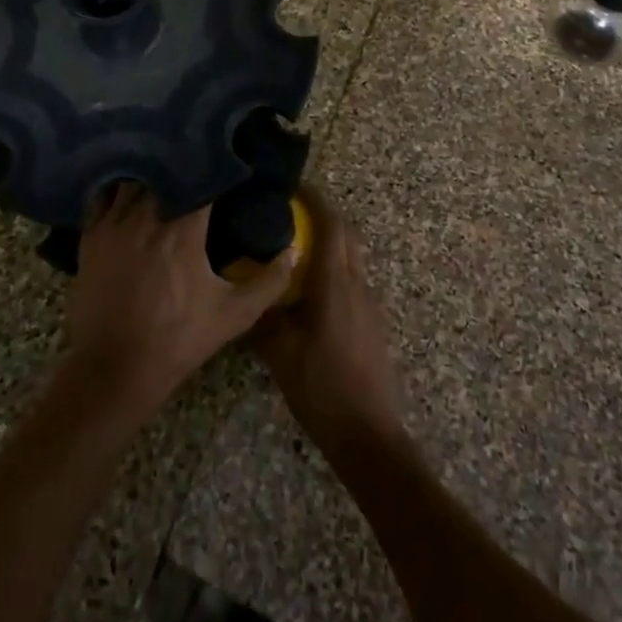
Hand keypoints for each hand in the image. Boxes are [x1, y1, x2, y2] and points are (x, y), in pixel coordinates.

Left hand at [61, 184, 293, 421]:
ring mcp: (113, 223)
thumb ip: (269, 282)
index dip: (216, 166)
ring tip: (165, 171)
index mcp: (183, 227)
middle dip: (182, 164)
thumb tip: (294, 251)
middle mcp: (146, 214)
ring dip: (151, 173)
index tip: (228, 160)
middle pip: (166, 171)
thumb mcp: (233, 316)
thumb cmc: (177, 340)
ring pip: (134, 178)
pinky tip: (128, 191)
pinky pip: (103, 195)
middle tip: (196, 162)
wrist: (114, 370)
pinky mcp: (90, 236)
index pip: (202, 178)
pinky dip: (117, 188)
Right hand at [253, 188, 406, 458]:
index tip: (294, 186)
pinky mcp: (374, 323)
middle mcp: (357, 284)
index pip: (331, 224)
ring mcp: (370, 304)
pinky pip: (354, 280)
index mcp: (335, 282)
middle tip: (292, 212)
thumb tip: (248, 285)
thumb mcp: (279, 351)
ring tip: (297, 248)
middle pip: (346, 234)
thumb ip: (264, 312)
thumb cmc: (321, 387)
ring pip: (352, 257)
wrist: (369, 435)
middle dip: (323, 215)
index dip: (315, 199)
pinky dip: (335, 269)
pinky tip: (312, 291)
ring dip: (330, 243)